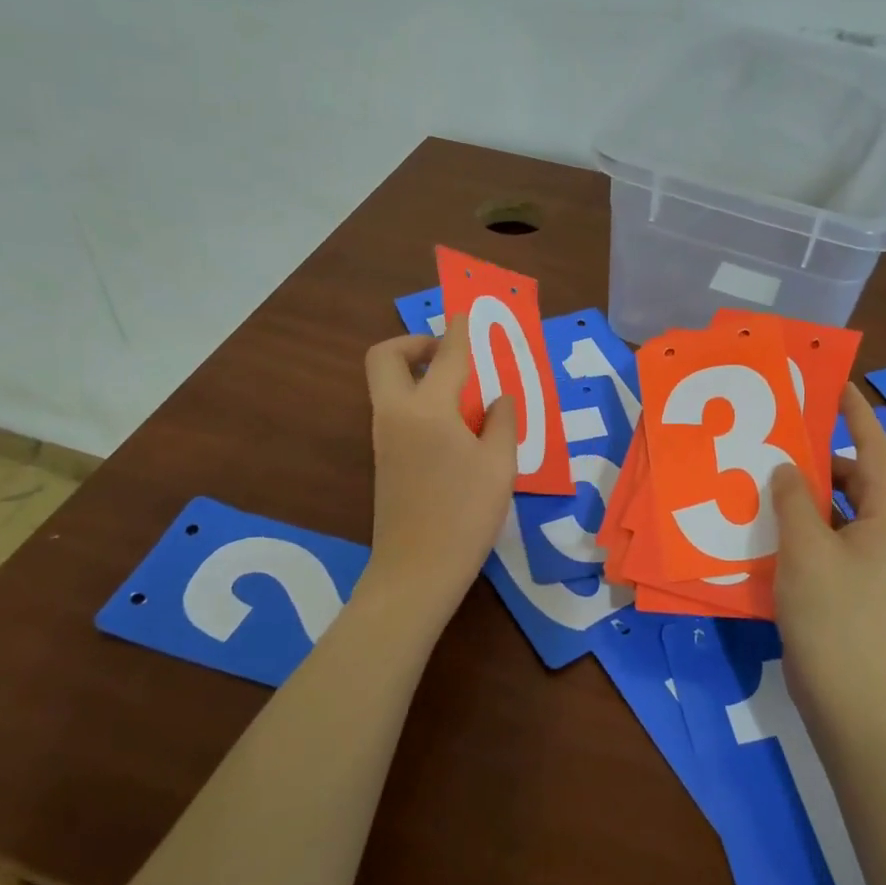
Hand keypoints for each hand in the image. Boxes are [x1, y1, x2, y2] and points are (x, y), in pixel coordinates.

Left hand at [363, 316, 517, 608]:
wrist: (416, 571)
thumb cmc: (465, 515)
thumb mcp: (499, 465)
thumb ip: (501, 422)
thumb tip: (498, 397)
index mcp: (427, 410)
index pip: (446, 356)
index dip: (459, 331)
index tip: (466, 313)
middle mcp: (397, 415)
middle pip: (384, 358)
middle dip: (412, 343)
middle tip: (446, 353)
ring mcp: (384, 438)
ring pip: (389, 386)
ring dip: (417, 374)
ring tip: (462, 392)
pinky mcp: (384, 460)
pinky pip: (397, 412)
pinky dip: (419, 401)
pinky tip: (454, 428)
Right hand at [771, 384, 885, 730]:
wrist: (847, 698)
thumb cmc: (830, 615)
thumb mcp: (805, 548)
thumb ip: (793, 499)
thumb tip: (788, 468)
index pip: (876, 451)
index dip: (857, 415)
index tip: (836, 385)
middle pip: (858, 479)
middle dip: (823, 456)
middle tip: (782, 436)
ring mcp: (873, 562)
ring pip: (841, 510)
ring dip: (809, 493)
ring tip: (768, 476)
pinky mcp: (854, 584)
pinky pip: (830, 537)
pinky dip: (805, 524)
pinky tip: (770, 523)